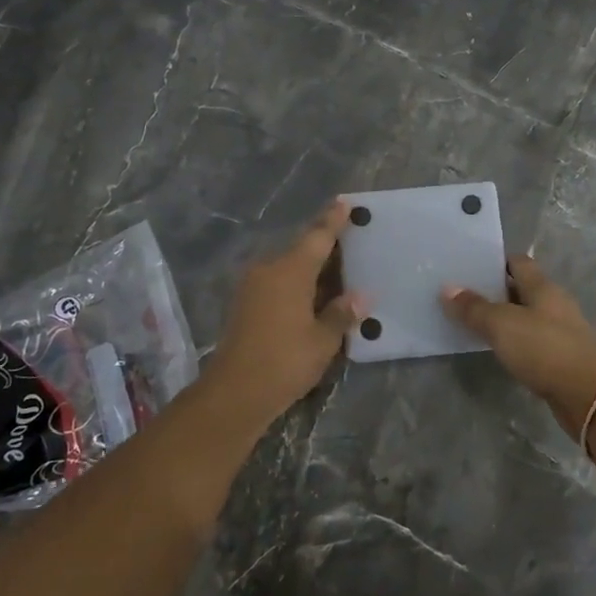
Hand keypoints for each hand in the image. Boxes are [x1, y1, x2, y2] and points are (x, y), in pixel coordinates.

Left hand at [200, 201, 364, 421]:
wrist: (233, 393)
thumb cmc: (284, 361)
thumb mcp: (322, 340)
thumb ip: (341, 314)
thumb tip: (361, 297)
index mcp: (290, 271)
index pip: (318, 237)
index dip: (333, 220)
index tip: (344, 201)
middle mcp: (269, 270)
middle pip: (302, 250)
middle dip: (325, 245)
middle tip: (351, 241)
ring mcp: (253, 287)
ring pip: (289, 267)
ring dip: (312, 268)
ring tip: (339, 270)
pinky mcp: (245, 304)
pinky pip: (278, 282)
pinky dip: (298, 284)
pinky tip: (315, 295)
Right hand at [442, 255, 595, 438]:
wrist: (592, 396)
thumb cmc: (546, 350)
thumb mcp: (502, 325)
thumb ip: (475, 308)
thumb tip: (447, 288)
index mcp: (543, 288)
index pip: (519, 262)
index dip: (495, 262)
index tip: (469, 267)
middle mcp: (555, 305)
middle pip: (523, 290)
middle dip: (496, 291)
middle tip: (463, 296)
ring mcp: (562, 332)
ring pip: (529, 318)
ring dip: (507, 319)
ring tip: (475, 324)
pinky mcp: (564, 359)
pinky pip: (534, 343)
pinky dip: (517, 343)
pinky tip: (500, 351)